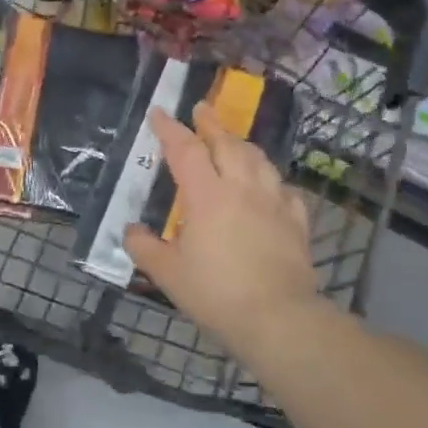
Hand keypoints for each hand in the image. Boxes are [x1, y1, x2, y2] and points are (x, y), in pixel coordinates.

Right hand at [123, 102, 317, 348]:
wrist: (278, 318)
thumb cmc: (216, 293)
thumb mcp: (167, 274)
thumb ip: (144, 248)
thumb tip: (130, 231)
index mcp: (206, 195)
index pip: (185, 150)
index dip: (170, 129)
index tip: (158, 113)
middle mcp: (242, 188)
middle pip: (227, 144)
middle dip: (211, 123)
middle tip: (201, 108)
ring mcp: (273, 203)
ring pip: (259, 160)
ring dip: (242, 144)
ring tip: (233, 140)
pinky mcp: (296, 222)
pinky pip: (283, 189)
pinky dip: (271, 179)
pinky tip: (269, 185)